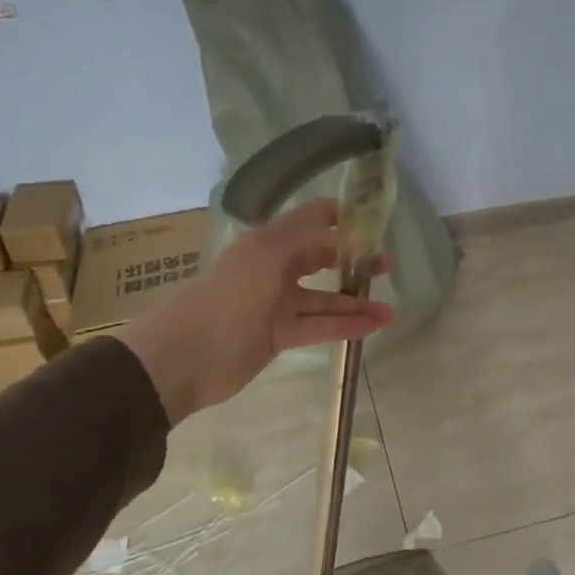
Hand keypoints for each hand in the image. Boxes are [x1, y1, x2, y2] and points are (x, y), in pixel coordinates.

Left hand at [115, 199, 393, 424]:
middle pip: (320, 258)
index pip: (310, 220)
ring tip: (391, 310)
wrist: (184, 356)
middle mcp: (273, 268)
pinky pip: (318, 326)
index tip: (374, 222)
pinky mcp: (279, 335)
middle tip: (385, 266)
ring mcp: (276, 304)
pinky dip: (345, 326)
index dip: (341, 218)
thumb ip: (307, 236)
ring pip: (324, 299)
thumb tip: (343, 229)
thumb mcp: (268, 254)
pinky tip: (373, 326)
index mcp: (268, 242)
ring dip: (356, 303)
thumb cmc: (228, 296)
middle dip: (354, 260)